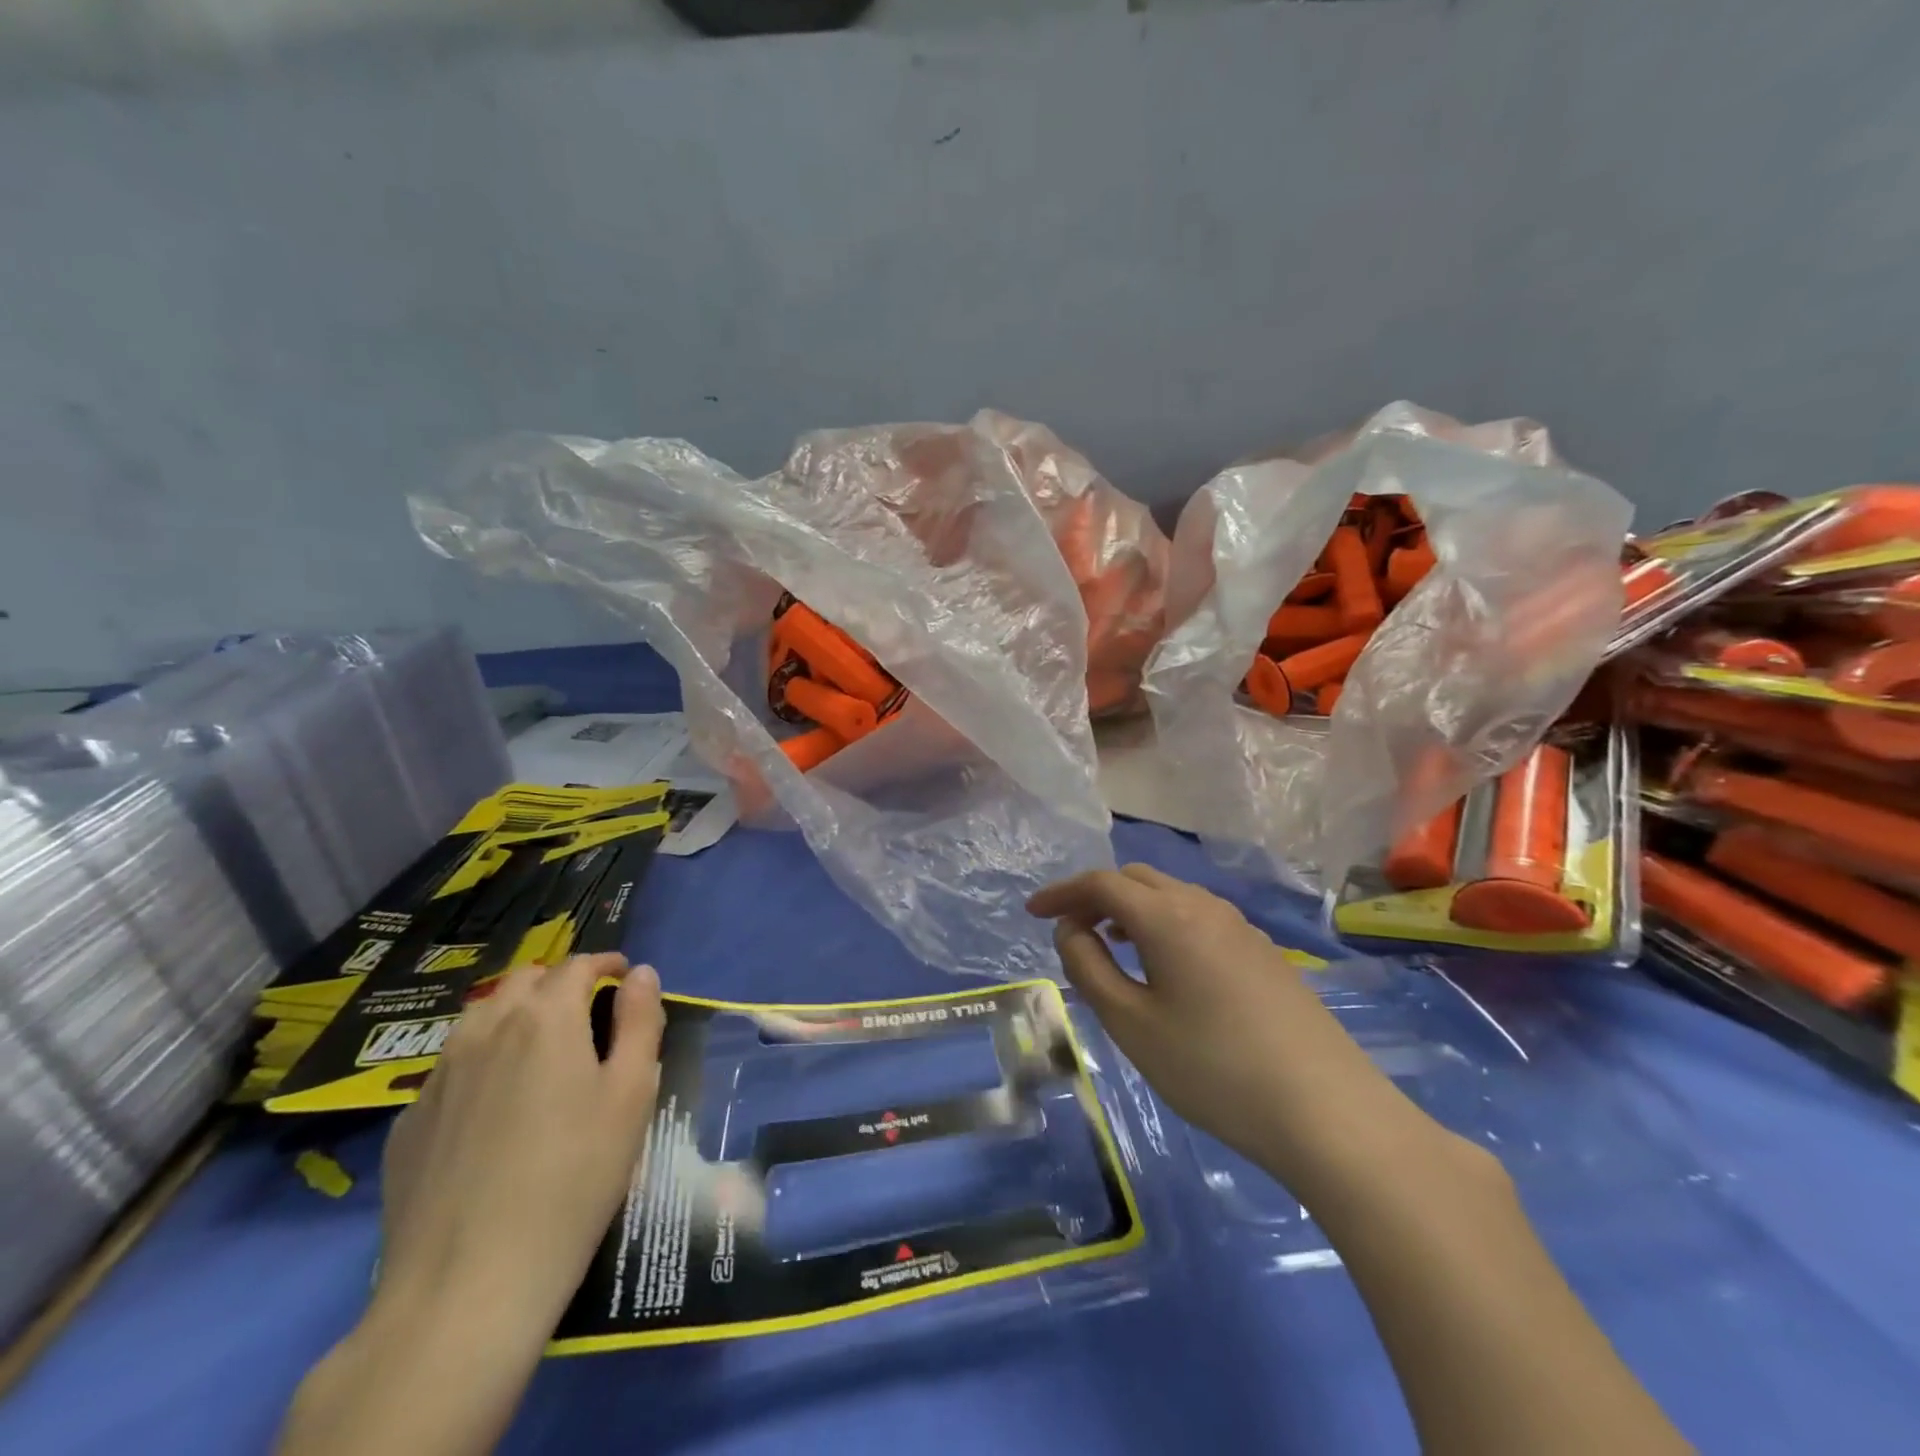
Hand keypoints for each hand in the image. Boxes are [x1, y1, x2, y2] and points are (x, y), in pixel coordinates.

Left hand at [279, 953, 664, 1455]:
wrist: (465, 1285)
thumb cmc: (574, 1178)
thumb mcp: (631, 1094)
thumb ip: (640, 1021)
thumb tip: (640, 973)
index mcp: (545, 1018)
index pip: (577, 965)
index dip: (605, 964)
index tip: (623, 978)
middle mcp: (486, 1030)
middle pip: (523, 980)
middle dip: (558, 982)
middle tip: (586, 1011)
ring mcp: (438, 1075)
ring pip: (480, 1017)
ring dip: (514, 1014)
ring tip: (539, 1048)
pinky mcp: (409, 1122)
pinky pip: (451, 1066)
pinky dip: (481, 1060)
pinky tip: (493, 1104)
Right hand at [1027, 865, 1441, 1188]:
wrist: (1328, 1112)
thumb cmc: (1213, 1068)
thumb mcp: (1132, 1024)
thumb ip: (1089, 968)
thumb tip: (1072, 931)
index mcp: (1167, 916)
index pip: (1101, 883)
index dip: (1061, 893)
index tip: (1031, 912)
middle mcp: (1204, 906)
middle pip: (1137, 880)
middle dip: (1096, 896)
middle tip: (1069, 930)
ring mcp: (1240, 928)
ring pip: (1171, 897)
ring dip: (1131, 910)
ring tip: (1110, 945)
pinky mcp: (1263, 953)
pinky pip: (1198, 918)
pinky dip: (1164, 925)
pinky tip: (1164, 967)